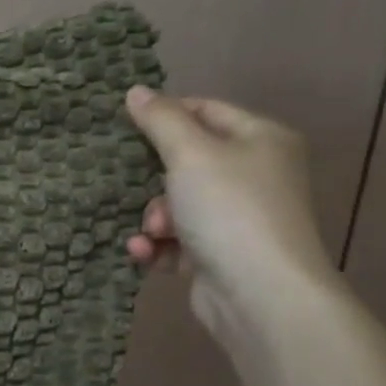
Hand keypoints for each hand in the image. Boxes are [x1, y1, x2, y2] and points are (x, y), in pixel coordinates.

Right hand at [123, 86, 338, 343]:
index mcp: (260, 139)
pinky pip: (177, 240)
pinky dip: (158, 245)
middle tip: (134, 186)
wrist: (259, 293)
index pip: (206, 110)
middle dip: (153, 178)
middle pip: (186, 160)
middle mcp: (255, 174)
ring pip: (176, 204)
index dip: (165, 115)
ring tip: (151, 232)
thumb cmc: (229, 209)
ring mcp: (238, 217)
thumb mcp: (190, 154)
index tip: (124, 127)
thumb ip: (161, 120)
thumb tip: (136, 91)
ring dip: (153, 217)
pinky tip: (144, 253)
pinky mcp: (220, 254)